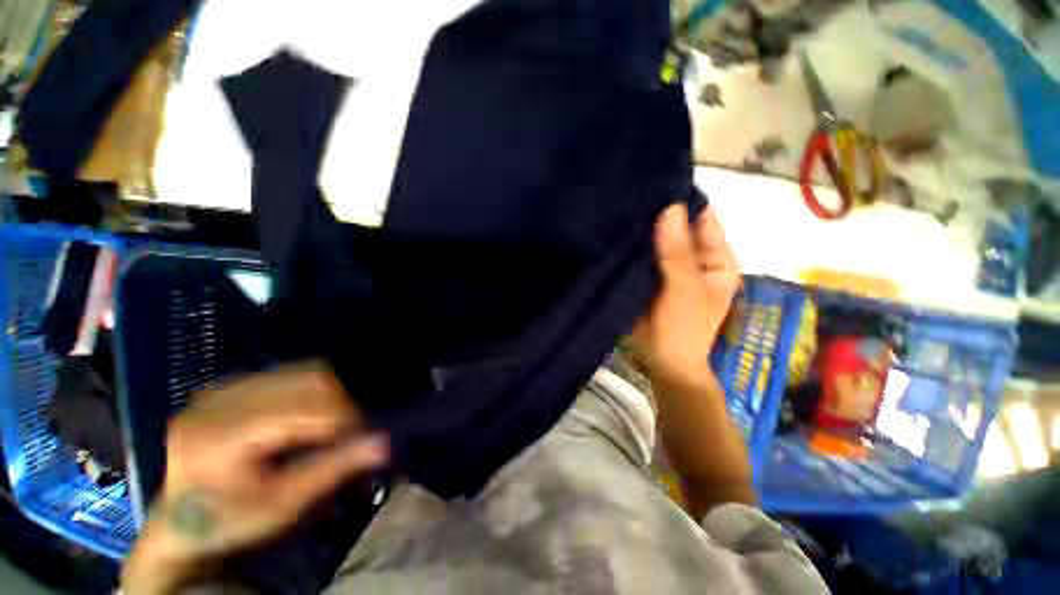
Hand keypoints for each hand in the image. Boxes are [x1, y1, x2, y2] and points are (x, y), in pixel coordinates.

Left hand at [123, 362, 388, 591]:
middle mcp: (217, 400)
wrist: (183, 522)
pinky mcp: (231, 384)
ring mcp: (222, 387)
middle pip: (307, 381)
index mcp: (218, 436)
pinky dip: (316, 389)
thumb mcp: (283, 504)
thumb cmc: (232, 521)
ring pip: (304, 371)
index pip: (303, 408)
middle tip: (351, 433)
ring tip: (332, 425)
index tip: (363, 438)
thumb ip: (335, 469)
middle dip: (342, 405)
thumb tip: (385, 442)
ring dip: (332, 395)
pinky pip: (291, 372)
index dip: (343, 419)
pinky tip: (312, 413)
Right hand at [631, 203, 739, 391]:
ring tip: (616, 210)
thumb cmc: (682, 329)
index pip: (702, 217)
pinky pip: (641, 255)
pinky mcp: (649, 274)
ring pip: (656, 240)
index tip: (653, 185)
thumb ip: (677, 253)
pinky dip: (630, 247)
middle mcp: (695, 256)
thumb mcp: (683, 290)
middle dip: (656, 215)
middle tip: (627, 196)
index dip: (681, 202)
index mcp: (716, 257)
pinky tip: (612, 234)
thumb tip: (669, 208)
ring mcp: (670, 265)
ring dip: (641, 230)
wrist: (661, 362)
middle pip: (676, 227)